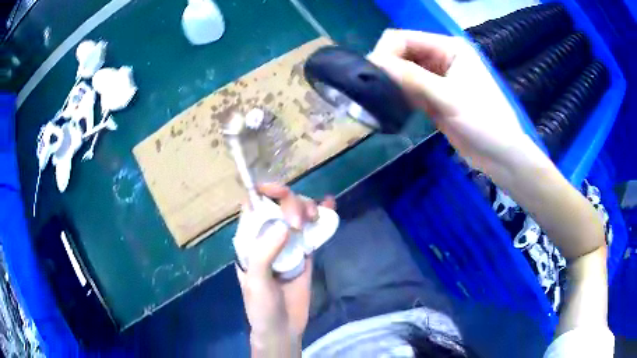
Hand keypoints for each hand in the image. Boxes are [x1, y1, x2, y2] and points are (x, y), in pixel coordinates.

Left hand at [236, 183, 334, 356]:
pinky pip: (312, 230)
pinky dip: (321, 216)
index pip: (253, 205)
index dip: (264, 192)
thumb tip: (284, 225)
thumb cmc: (261, 307)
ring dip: (306, 206)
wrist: (282, 329)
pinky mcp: (305, 253)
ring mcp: (288, 244)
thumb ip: (265, 253)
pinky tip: (330, 204)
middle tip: (299, 222)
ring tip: (315, 215)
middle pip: (278, 205)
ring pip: (296, 213)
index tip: (280, 192)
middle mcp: (267, 237)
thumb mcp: (256, 282)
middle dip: (290, 203)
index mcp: (249, 241)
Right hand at [368, 29, 536, 175]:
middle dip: (387, 68)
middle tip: (374, 90)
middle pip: (402, 53)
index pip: (405, 38)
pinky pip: (409, 89)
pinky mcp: (434, 97)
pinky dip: (399, 95)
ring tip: (380, 99)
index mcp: (448, 48)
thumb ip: (412, 78)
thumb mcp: (449, 97)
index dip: (386, 52)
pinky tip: (392, 106)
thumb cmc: (483, 121)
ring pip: (403, 72)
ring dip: (391, 82)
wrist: (500, 155)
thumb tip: (374, 64)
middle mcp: (441, 57)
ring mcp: (437, 78)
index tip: (371, 75)